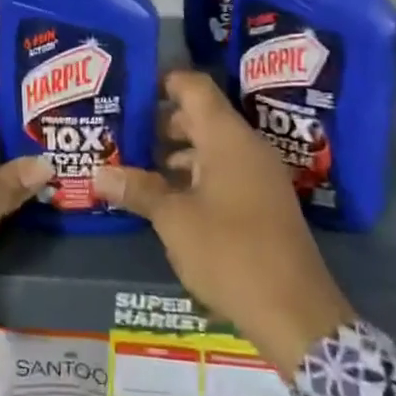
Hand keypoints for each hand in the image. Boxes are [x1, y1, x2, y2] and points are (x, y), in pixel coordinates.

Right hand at [94, 71, 352, 372]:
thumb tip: (99, 173)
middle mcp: (247, 148)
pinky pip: (223, 172)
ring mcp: (258, 176)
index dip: (162, 82)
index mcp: (228, 138)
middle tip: (121, 131)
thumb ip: (138, 190)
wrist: (295, 313)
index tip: (128, 89)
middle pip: (200, 116)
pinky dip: (194, 175)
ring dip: (174, 152)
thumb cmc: (230, 252)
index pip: (195, 87)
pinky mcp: (262, 203)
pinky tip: (165, 197)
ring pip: (211, 147)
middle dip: (160, 121)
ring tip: (134, 164)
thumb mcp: (174, 220)